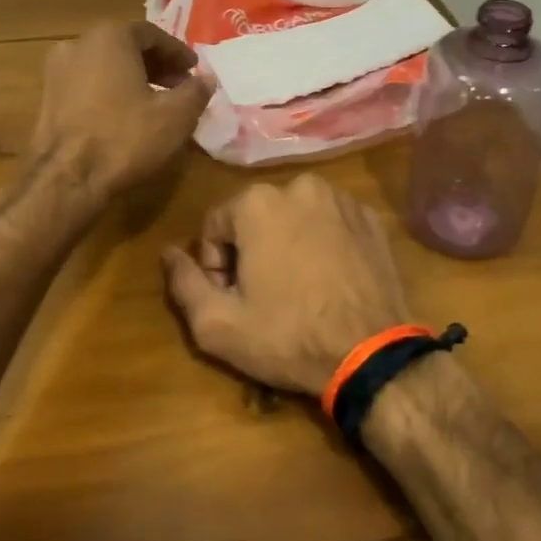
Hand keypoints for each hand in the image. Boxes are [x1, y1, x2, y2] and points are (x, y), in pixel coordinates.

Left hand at [31, 21, 210, 197]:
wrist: (66, 179)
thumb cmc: (125, 138)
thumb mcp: (176, 116)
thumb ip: (196, 91)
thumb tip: (206, 79)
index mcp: (110, 36)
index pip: (152, 34)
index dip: (178, 52)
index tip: (194, 70)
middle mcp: (78, 44)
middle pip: (126, 46)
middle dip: (156, 64)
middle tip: (179, 85)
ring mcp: (57, 71)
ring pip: (105, 65)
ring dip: (133, 78)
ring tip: (155, 102)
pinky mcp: (47, 98)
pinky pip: (87, 84)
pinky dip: (110, 91)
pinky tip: (125, 116)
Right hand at [162, 175, 408, 395]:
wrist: (371, 353)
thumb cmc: (287, 337)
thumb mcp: (218, 324)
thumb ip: (183, 283)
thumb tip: (169, 252)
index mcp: (257, 202)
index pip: (215, 226)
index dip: (216, 266)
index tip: (233, 299)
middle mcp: (299, 186)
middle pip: (255, 218)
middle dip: (251, 252)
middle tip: (263, 297)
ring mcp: (340, 199)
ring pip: (294, 217)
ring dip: (287, 244)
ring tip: (298, 290)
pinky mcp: (370, 218)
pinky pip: (330, 223)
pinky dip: (322, 244)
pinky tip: (328, 281)